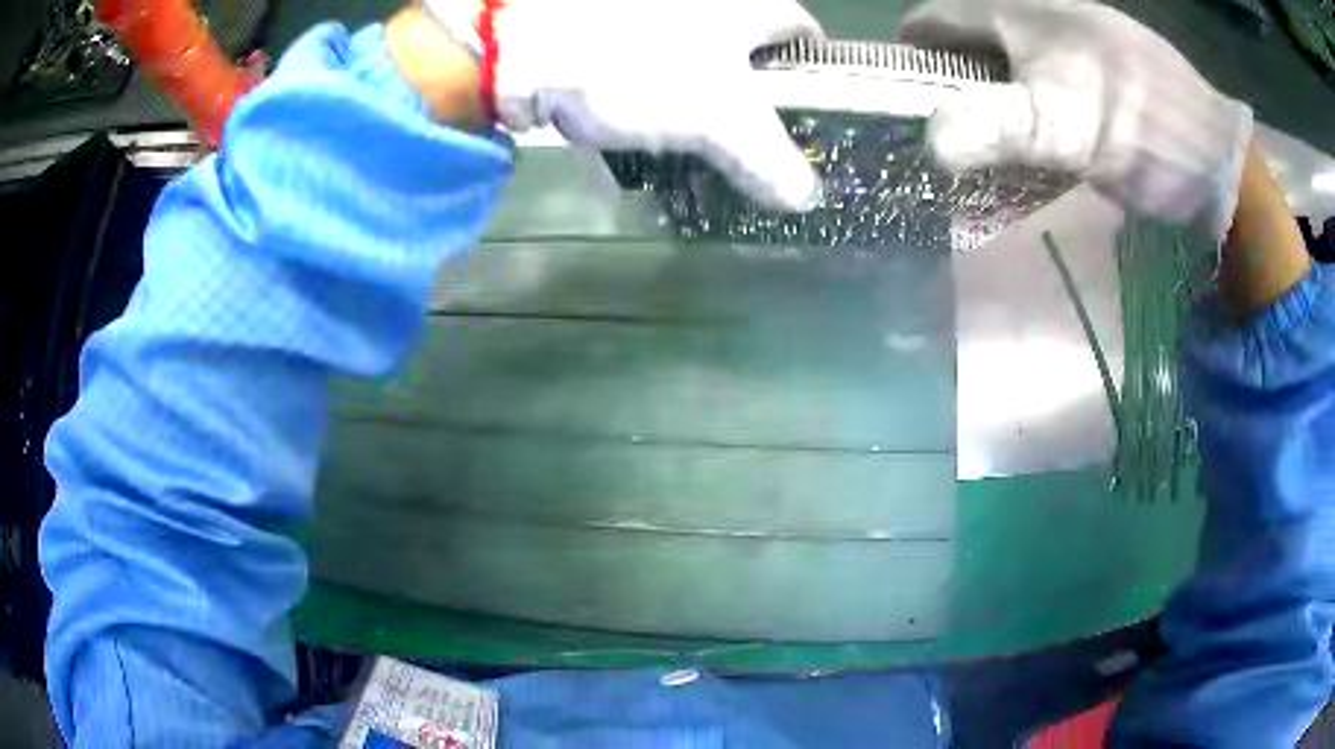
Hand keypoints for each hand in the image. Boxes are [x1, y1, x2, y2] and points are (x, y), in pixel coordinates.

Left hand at [489, 0, 824, 210]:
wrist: (525, 49)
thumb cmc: (639, 67)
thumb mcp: (718, 120)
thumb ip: (768, 160)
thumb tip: (804, 197)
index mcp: (743, 8)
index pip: (801, 31)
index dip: (811, 71)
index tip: (809, 110)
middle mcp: (702, 4)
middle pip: (744, 53)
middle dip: (749, 100)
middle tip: (750, 146)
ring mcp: (650, 19)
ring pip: (691, 65)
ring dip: (694, 109)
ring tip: (694, 156)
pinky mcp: (608, 35)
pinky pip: (641, 75)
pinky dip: (644, 108)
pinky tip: (636, 144)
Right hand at [900, 0, 1252, 241]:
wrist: (1218, 156)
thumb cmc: (1143, 134)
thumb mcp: (1070, 133)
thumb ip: (997, 128)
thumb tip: (928, 142)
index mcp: (1023, 11)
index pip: (941, 16)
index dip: (915, 46)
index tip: (901, 84)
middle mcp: (1045, 10)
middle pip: (976, 32)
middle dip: (953, 70)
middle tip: (946, 116)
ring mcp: (1078, 32)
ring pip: (1013, 49)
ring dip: (994, 83)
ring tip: (993, 126)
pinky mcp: (1105, 60)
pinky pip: (1049, 64)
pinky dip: (1032, 90)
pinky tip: (1043, 122)